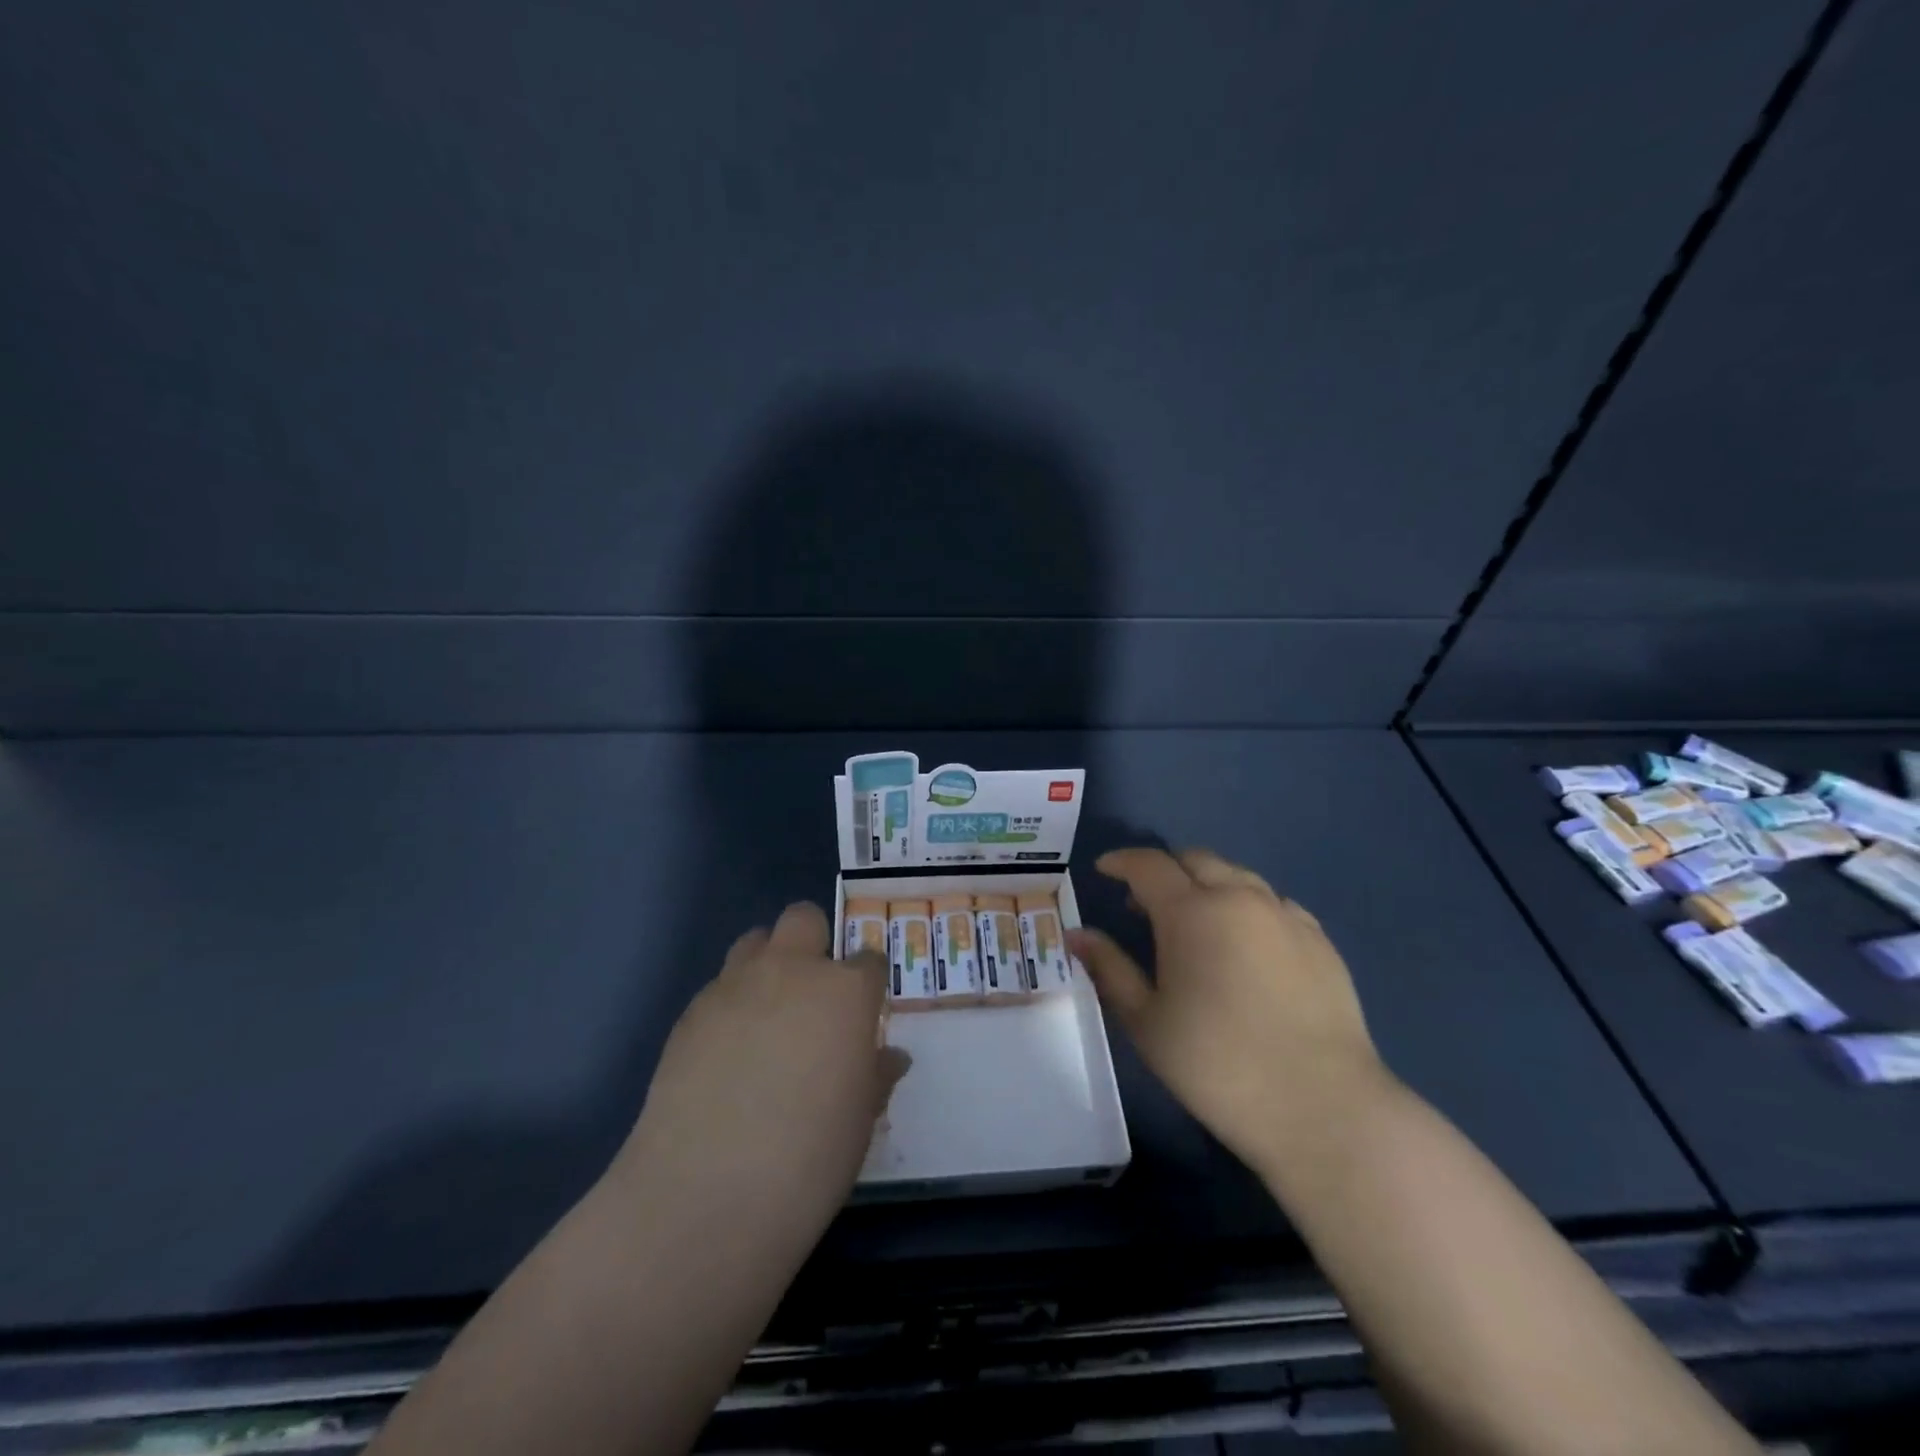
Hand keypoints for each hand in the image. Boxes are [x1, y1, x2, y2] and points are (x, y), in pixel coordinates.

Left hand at [613, 902, 907, 1238]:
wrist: (707, 1193)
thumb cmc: (810, 1158)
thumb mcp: (860, 1119)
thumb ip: (875, 1075)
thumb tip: (889, 1058)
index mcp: (845, 992)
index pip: (868, 961)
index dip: (867, 984)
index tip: (862, 1014)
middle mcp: (792, 971)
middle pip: (804, 919)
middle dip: (813, 943)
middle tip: (813, 996)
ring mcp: (736, 985)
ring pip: (755, 941)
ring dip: (767, 964)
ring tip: (766, 1016)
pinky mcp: (691, 1011)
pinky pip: (720, 987)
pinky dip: (731, 1005)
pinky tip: (726, 1054)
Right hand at [1067, 847, 1383, 1173]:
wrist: (1321, 1106)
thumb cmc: (1216, 1064)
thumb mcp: (1147, 1021)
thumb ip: (1110, 968)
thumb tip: (1078, 935)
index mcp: (1191, 912)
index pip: (1148, 865)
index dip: (1121, 862)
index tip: (1104, 870)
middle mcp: (1239, 898)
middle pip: (1195, 859)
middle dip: (1164, 870)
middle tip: (1145, 903)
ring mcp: (1285, 915)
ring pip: (1238, 876)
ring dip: (1207, 885)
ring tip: (1195, 922)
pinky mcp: (1319, 940)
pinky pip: (1274, 903)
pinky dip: (1247, 906)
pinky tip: (1245, 943)